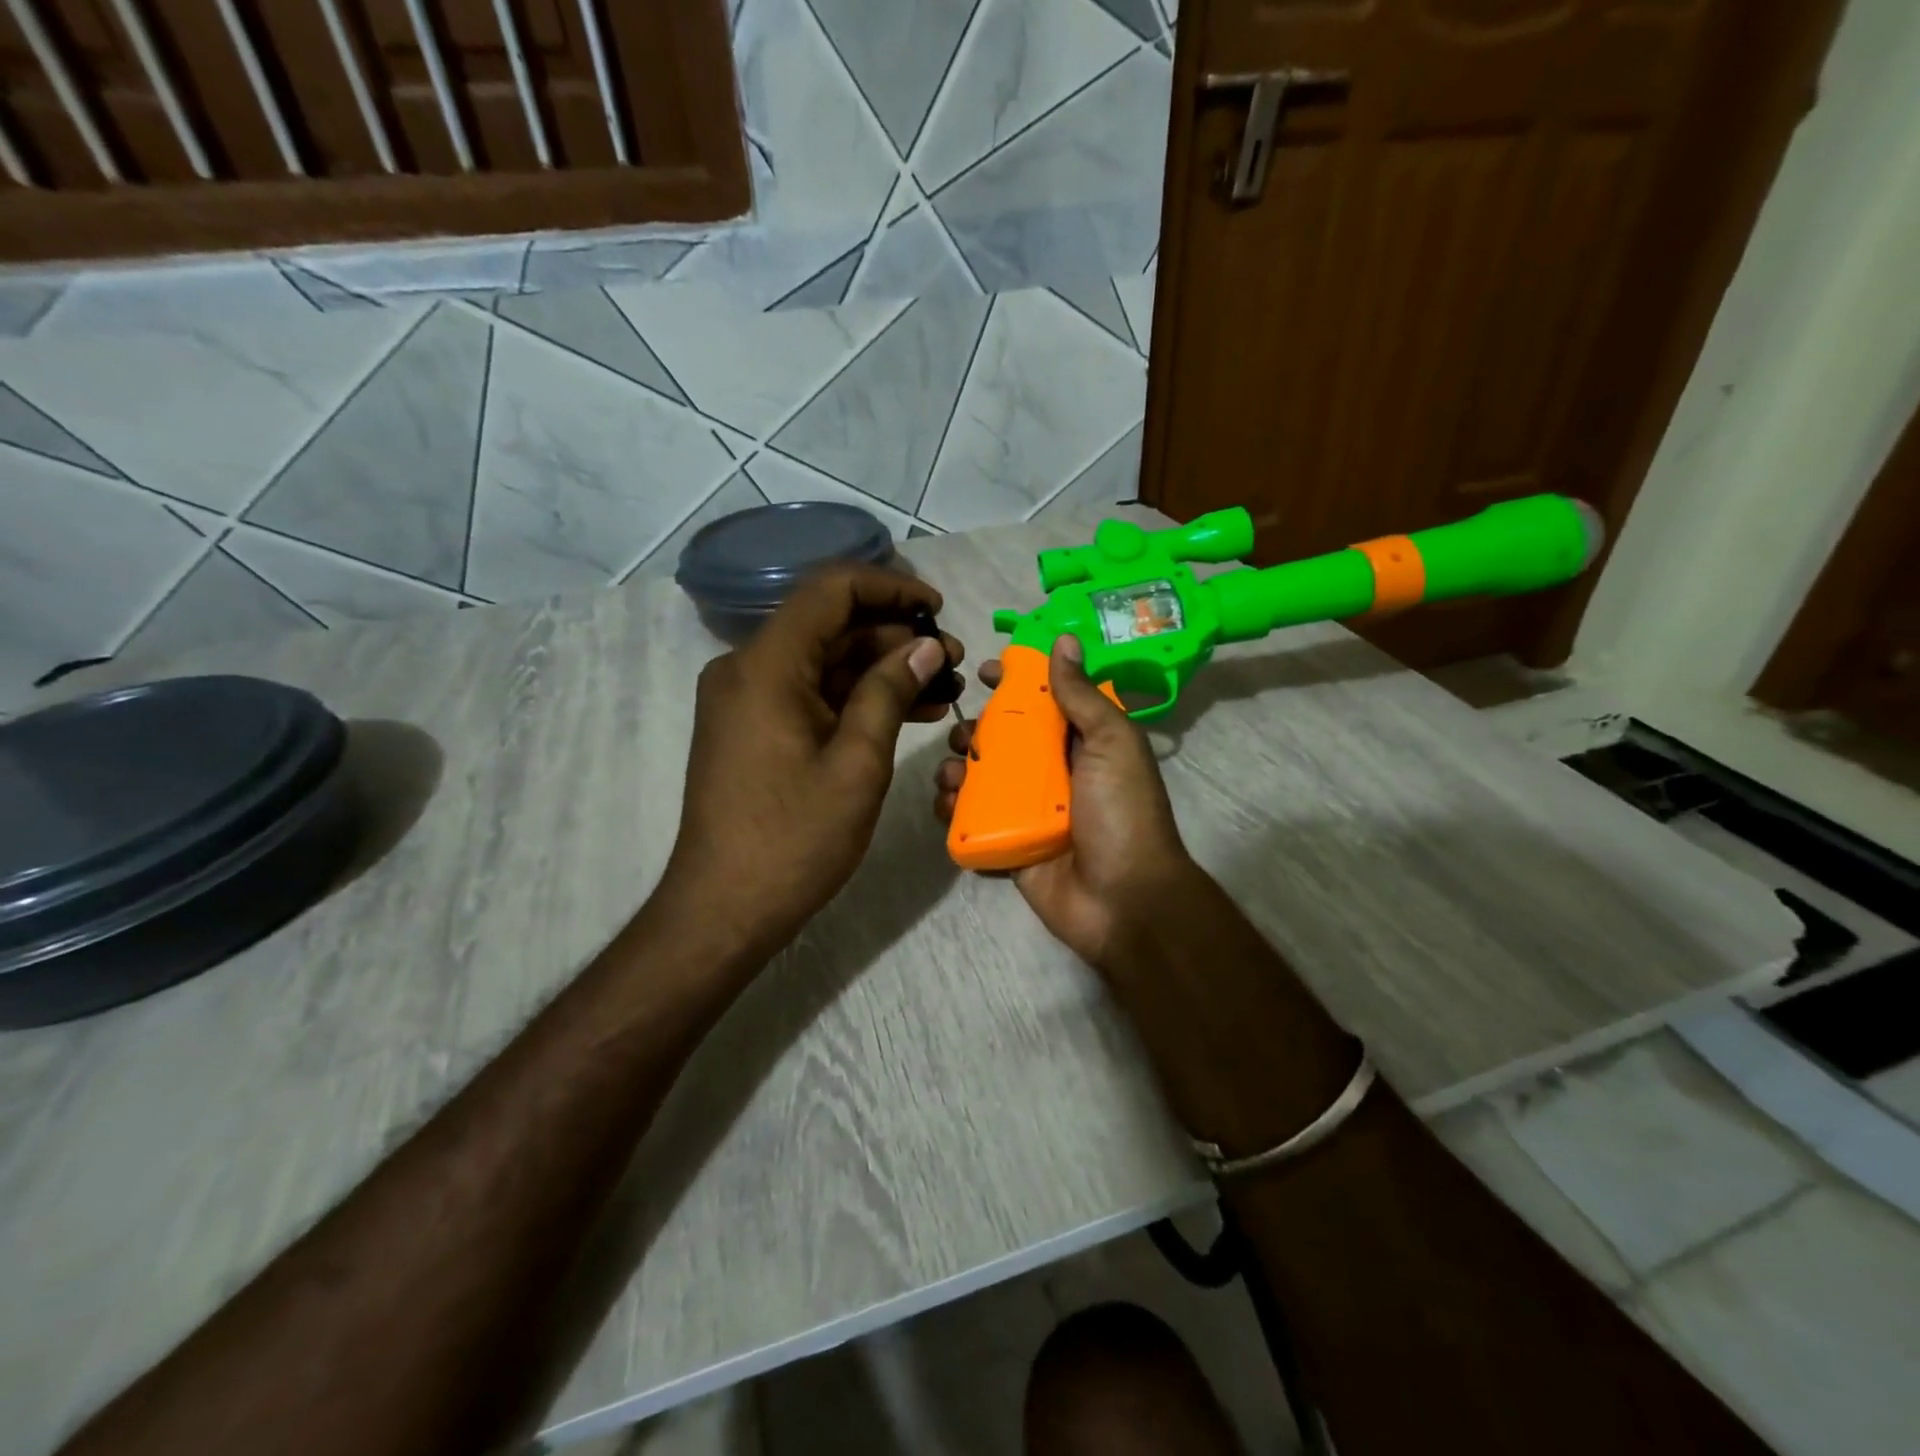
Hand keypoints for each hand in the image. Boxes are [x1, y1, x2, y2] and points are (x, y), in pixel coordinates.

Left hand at [660, 565, 961, 963]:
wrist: (724, 909)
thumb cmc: (794, 839)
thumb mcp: (857, 764)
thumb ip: (891, 692)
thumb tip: (926, 647)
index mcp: (766, 665)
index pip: (831, 590)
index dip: (890, 588)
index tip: (937, 609)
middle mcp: (748, 668)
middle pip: (829, 625)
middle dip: (894, 636)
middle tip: (952, 661)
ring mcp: (748, 700)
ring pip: (824, 662)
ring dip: (881, 670)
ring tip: (943, 689)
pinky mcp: (753, 728)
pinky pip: (810, 694)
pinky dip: (855, 699)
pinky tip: (908, 713)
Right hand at [934, 635, 1197, 968]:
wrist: (1124, 900)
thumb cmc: (1122, 813)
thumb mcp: (1112, 743)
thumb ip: (1083, 695)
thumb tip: (1064, 640)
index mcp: (1082, 744)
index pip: (1042, 702)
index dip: (1012, 683)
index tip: (982, 672)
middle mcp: (1053, 773)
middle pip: (1003, 740)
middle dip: (975, 730)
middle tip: (962, 733)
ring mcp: (1028, 811)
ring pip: (981, 779)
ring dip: (957, 769)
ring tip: (950, 773)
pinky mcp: (1008, 845)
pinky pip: (972, 822)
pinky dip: (952, 811)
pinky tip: (945, 804)